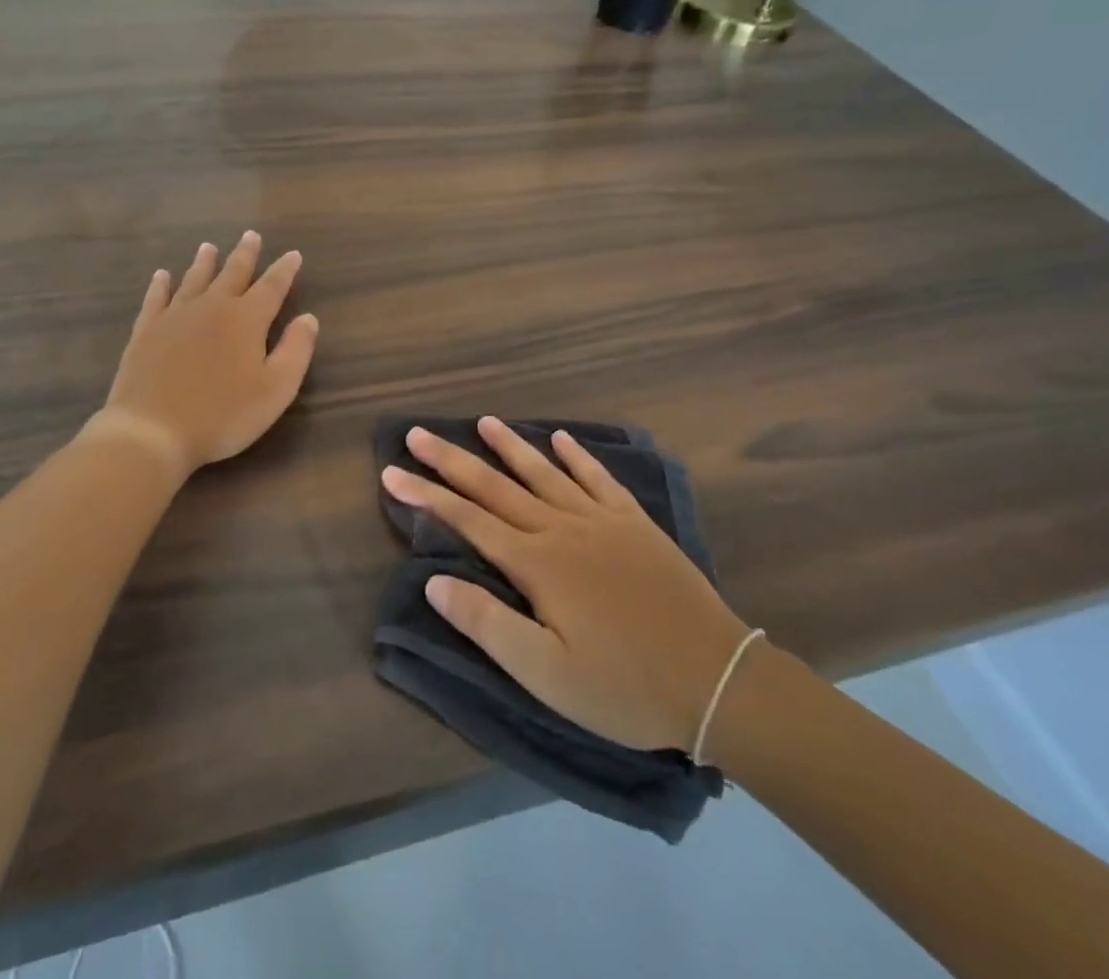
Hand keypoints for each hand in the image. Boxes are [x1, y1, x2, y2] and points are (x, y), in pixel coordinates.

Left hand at [94, 232, 318, 477]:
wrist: (152, 430)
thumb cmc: (223, 415)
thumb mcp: (275, 389)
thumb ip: (296, 350)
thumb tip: (308, 318)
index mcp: (246, 319)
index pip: (272, 286)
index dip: (284, 270)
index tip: (293, 254)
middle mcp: (212, 307)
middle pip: (232, 273)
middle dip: (245, 254)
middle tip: (251, 235)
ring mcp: (175, 316)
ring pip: (194, 279)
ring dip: (205, 262)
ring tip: (209, 247)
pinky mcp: (146, 331)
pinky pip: (156, 298)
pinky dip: (161, 284)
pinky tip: (162, 275)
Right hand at [382, 417, 750, 753]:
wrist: (716, 680)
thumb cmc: (623, 686)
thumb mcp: (545, 673)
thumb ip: (487, 622)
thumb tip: (434, 580)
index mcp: (536, 563)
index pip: (467, 520)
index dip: (426, 495)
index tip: (392, 472)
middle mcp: (561, 528)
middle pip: (496, 486)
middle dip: (452, 460)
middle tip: (418, 433)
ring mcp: (601, 520)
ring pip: (544, 473)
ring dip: (510, 446)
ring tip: (483, 422)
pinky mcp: (635, 524)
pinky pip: (599, 479)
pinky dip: (578, 456)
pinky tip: (562, 440)